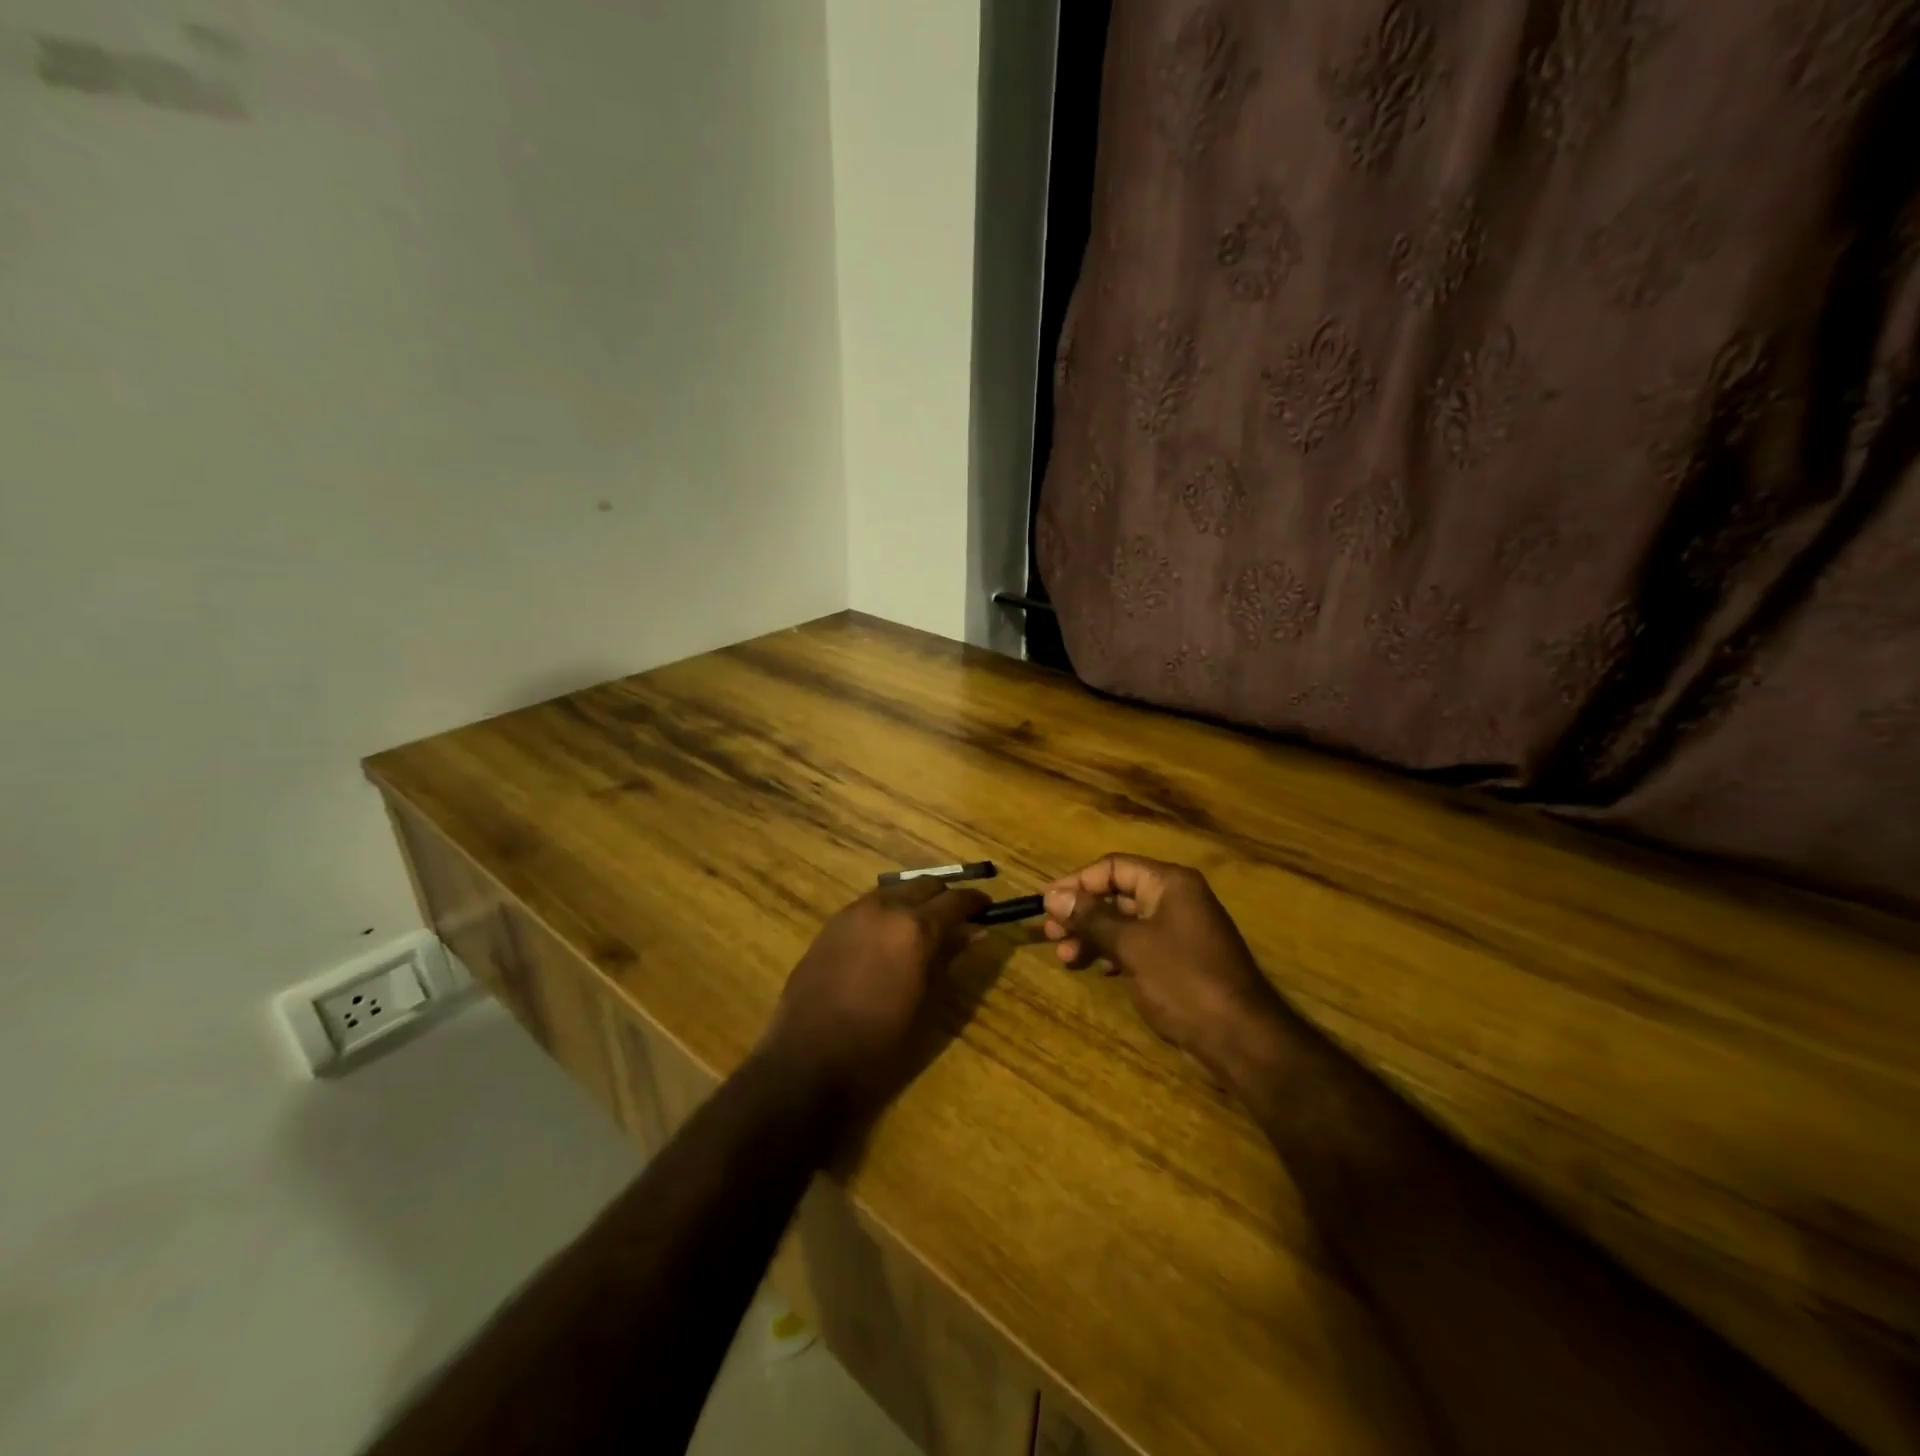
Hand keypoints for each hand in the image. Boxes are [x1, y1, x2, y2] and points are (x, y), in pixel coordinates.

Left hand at [757, 880, 989, 1114]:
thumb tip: (975, 933)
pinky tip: (887, 935)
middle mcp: (885, 908)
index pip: (956, 900)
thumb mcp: (926, 1003)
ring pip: (894, 890)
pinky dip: (887, 910)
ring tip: (923, 924)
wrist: (809, 1059)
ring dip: (914, 899)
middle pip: (925, 884)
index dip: (975, 902)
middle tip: (958, 917)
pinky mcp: (830, 925)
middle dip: (945, 896)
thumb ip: (949, 959)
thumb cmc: (880, 1043)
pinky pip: (868, 904)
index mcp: (915, 928)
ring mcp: (853, 912)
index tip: (987, 908)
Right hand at [1043, 854, 1290, 1080]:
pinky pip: (1138, 944)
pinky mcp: (1180, 959)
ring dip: (1093, 935)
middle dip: (1082, 913)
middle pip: (1117, 894)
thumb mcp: (1131, 945)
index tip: (1045, 903)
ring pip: (1124, 922)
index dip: (1077, 882)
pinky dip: (1113, 952)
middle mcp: (1175, 899)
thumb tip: (1053, 896)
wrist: (1240, 1038)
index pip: (1113, 867)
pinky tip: (1095, 968)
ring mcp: (1179, 930)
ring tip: (1066, 957)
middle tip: (1049, 933)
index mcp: (1169, 883)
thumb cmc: (1183, 980)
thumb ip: (1091, 918)